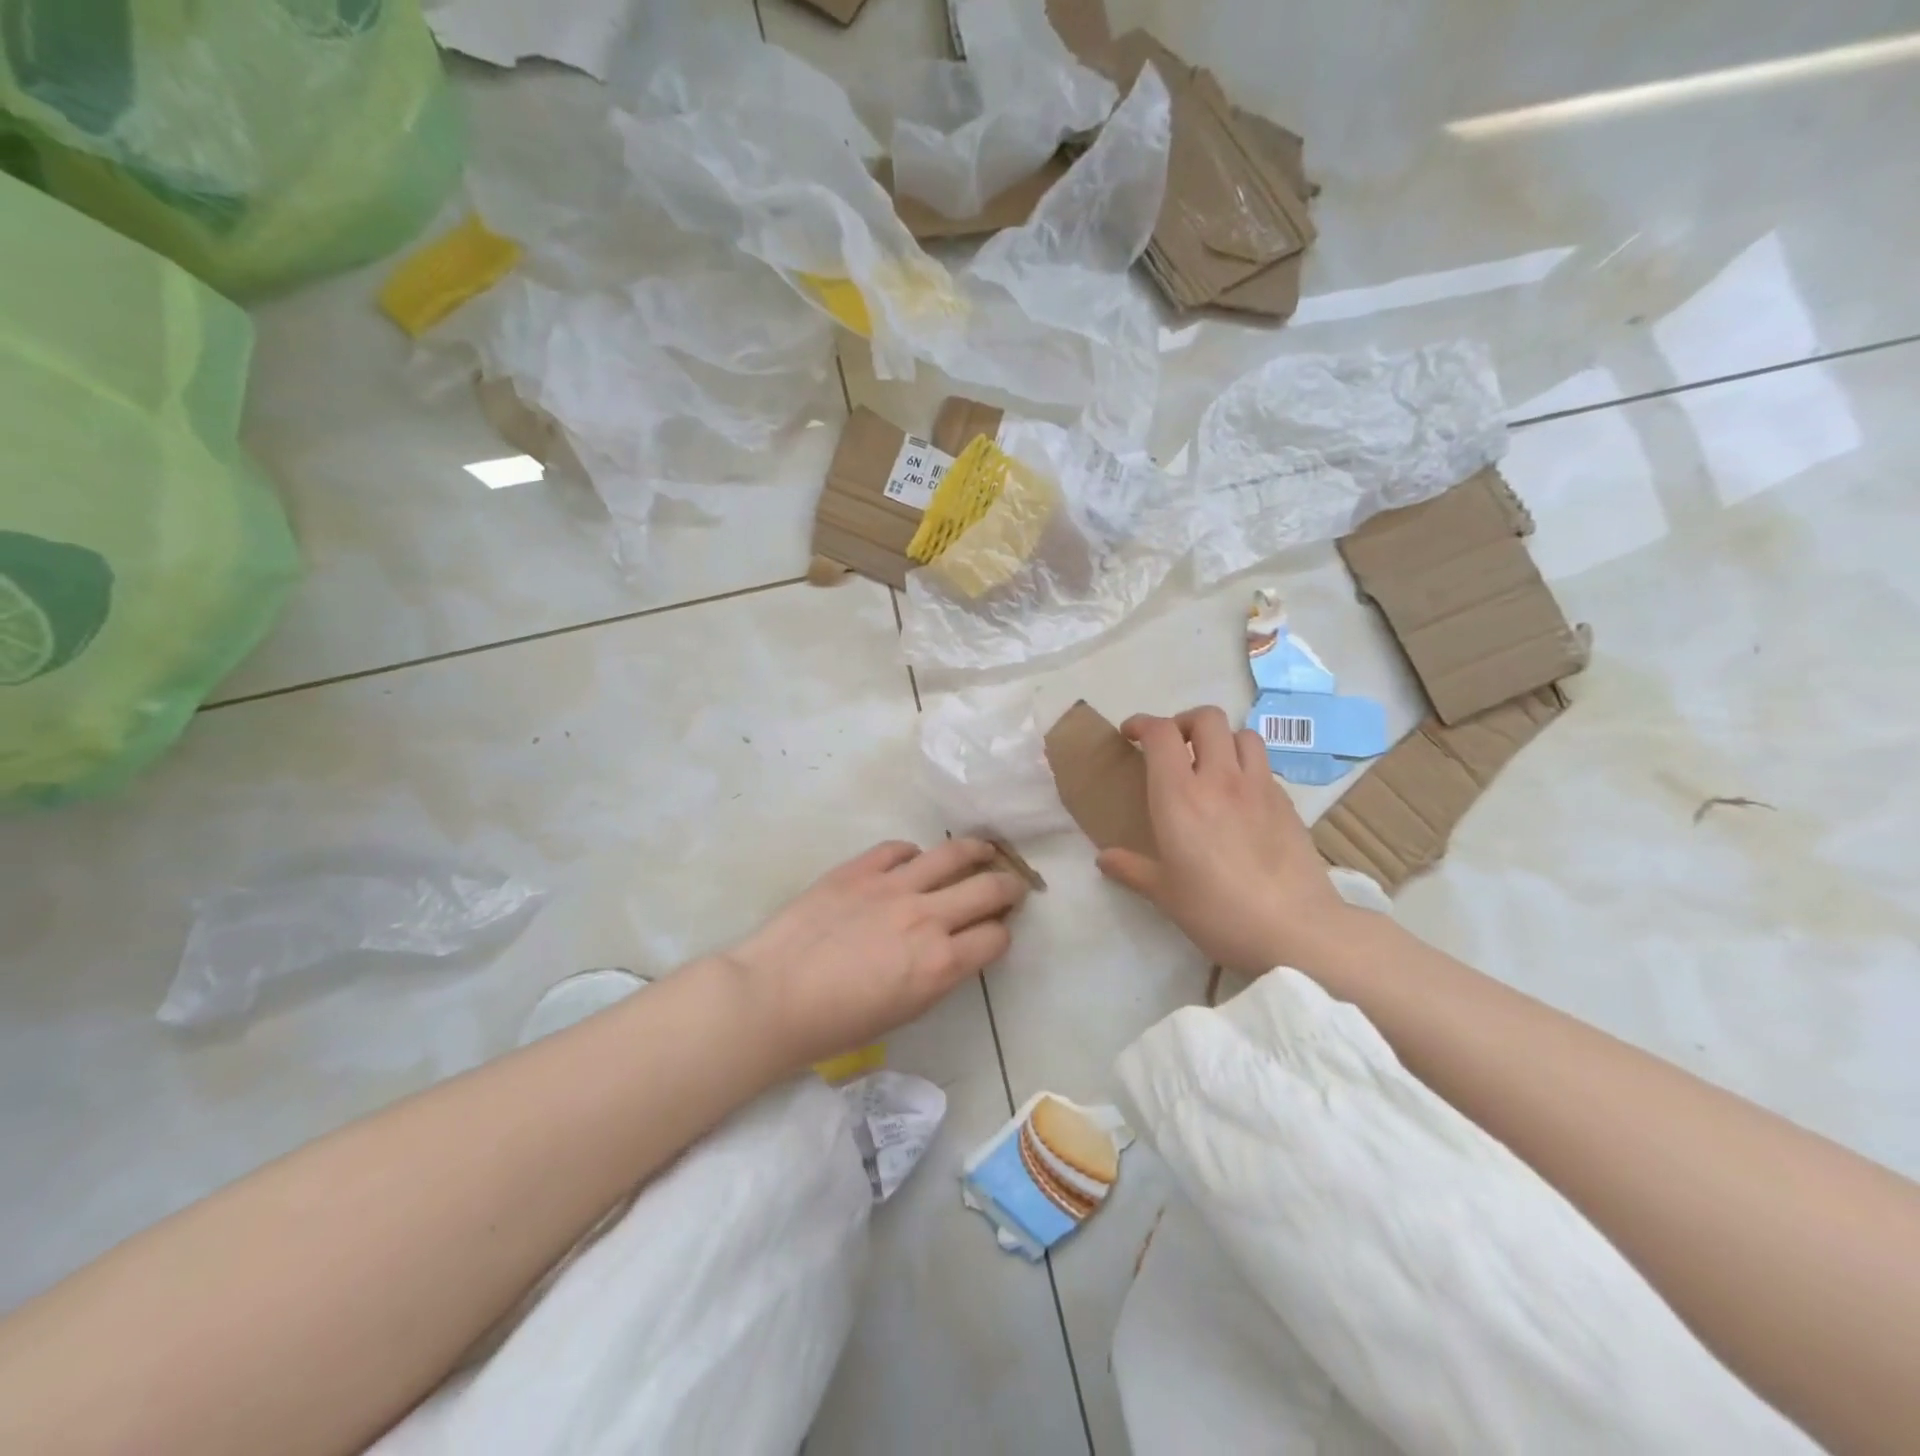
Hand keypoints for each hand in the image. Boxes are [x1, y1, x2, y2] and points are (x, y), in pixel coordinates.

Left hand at [721, 838, 1027, 1071]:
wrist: (773, 996)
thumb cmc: (837, 1023)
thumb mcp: (904, 1012)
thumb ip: (938, 976)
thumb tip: (954, 949)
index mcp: (940, 963)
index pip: (995, 936)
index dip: (1002, 934)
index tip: (997, 931)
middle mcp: (927, 917)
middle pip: (988, 889)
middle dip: (1009, 886)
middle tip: (1012, 884)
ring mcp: (893, 886)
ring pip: (953, 854)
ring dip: (977, 850)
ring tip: (984, 849)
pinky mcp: (860, 868)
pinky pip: (899, 848)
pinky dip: (913, 853)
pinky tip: (913, 860)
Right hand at [1096, 707, 1354, 974]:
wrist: (1295, 929)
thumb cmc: (1217, 911)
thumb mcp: (1165, 894)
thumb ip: (1132, 869)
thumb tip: (1104, 859)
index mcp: (1180, 796)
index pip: (1161, 733)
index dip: (1142, 723)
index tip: (1130, 735)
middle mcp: (1220, 779)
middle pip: (1206, 718)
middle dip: (1184, 722)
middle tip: (1174, 747)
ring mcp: (1259, 787)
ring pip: (1242, 734)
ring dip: (1222, 739)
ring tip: (1211, 765)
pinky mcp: (1287, 803)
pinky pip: (1264, 767)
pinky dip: (1247, 768)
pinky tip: (1241, 799)